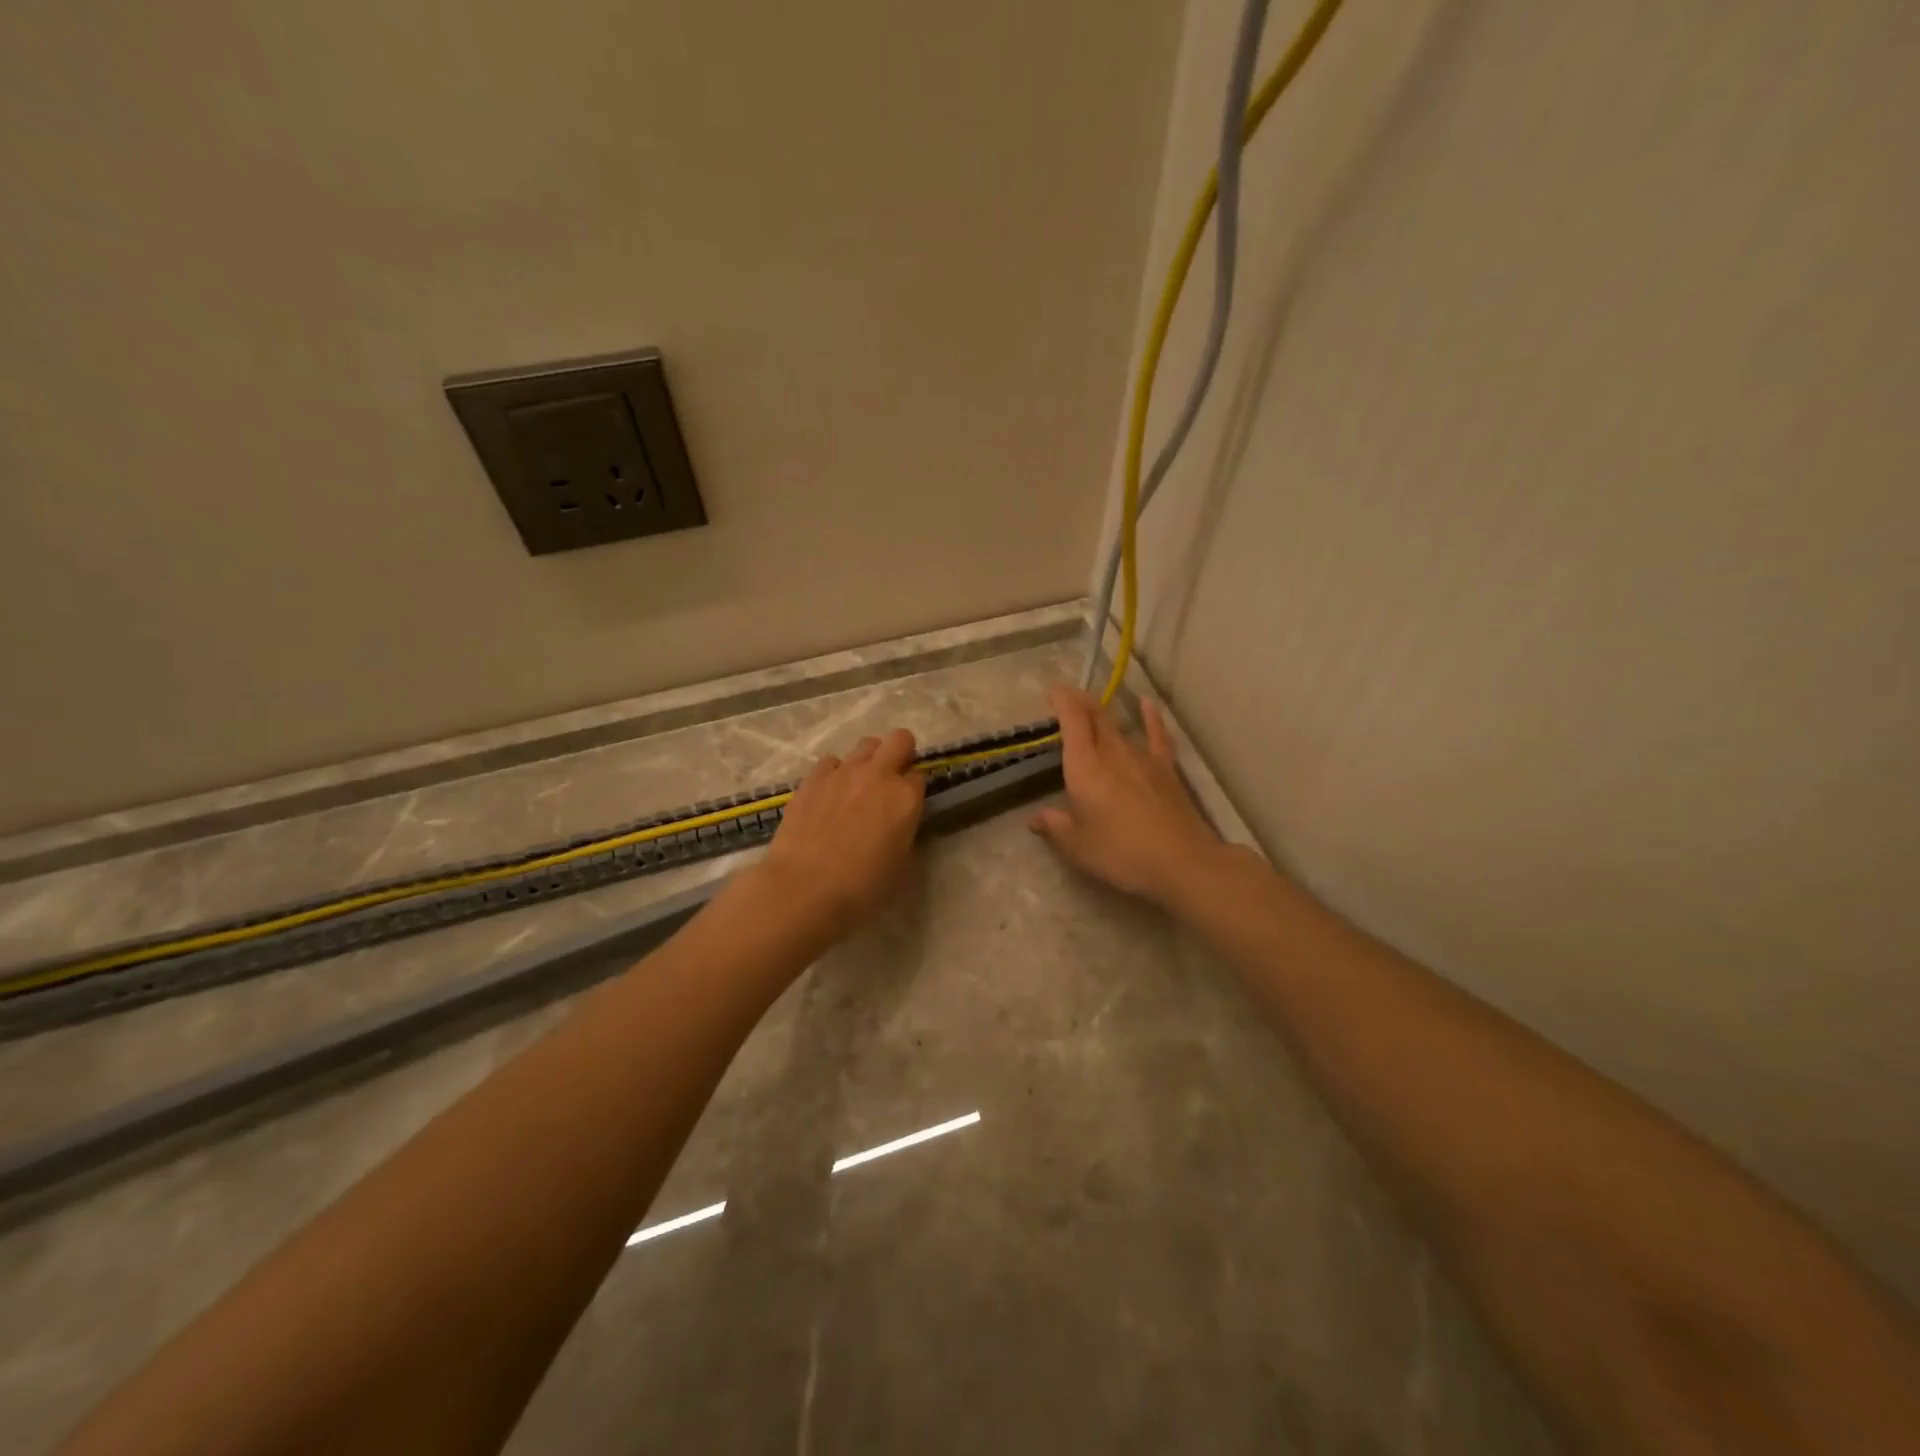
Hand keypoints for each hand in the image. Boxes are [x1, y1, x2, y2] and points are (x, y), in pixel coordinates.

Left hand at [756, 728, 925, 941]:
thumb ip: (906, 834)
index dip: (914, 790)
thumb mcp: (901, 866)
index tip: (907, 806)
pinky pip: (831, 761)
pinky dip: (835, 772)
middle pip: (900, 739)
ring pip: (866, 744)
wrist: (804, 887)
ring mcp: (844, 772)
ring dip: (869, 760)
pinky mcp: (813, 778)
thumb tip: (900, 825)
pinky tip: (829, 794)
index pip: (920, 776)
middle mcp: (879, 775)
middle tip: (891, 780)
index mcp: (906, 798)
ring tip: (858, 787)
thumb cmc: (861, 887)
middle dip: (901, 753)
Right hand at [1029, 687, 1221, 908]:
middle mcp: (1112, 753)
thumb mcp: (1078, 846)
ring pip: (1119, 727)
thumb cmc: (1121, 853)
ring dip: (1103, 715)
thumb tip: (1036, 818)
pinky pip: (1156, 734)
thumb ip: (1055, 826)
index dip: (1062, 700)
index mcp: (1085, 767)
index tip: (1051, 692)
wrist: (1181, 862)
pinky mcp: (1165, 768)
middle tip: (1066, 700)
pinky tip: (1147, 703)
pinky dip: (1150, 717)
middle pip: (1095, 717)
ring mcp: (1142, 757)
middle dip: (1079, 703)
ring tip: (1092, 709)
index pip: (1072, 719)